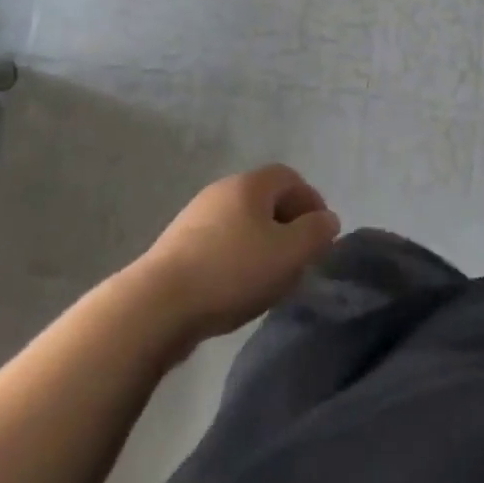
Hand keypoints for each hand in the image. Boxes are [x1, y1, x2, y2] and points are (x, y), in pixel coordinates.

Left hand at [135, 165, 340, 341]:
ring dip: (261, 243)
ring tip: (270, 278)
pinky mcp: (177, 247)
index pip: (290, 177)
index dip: (311, 201)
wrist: (156, 306)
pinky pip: (220, 244)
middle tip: (299, 257)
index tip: (321, 235)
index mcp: (250, 184)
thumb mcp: (289, 254)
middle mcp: (222, 190)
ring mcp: (195, 217)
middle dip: (287, 224)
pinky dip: (236, 258)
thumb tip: (327, 220)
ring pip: (241, 223)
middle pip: (265, 199)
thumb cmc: (232, 272)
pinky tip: (236, 289)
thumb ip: (316, 233)